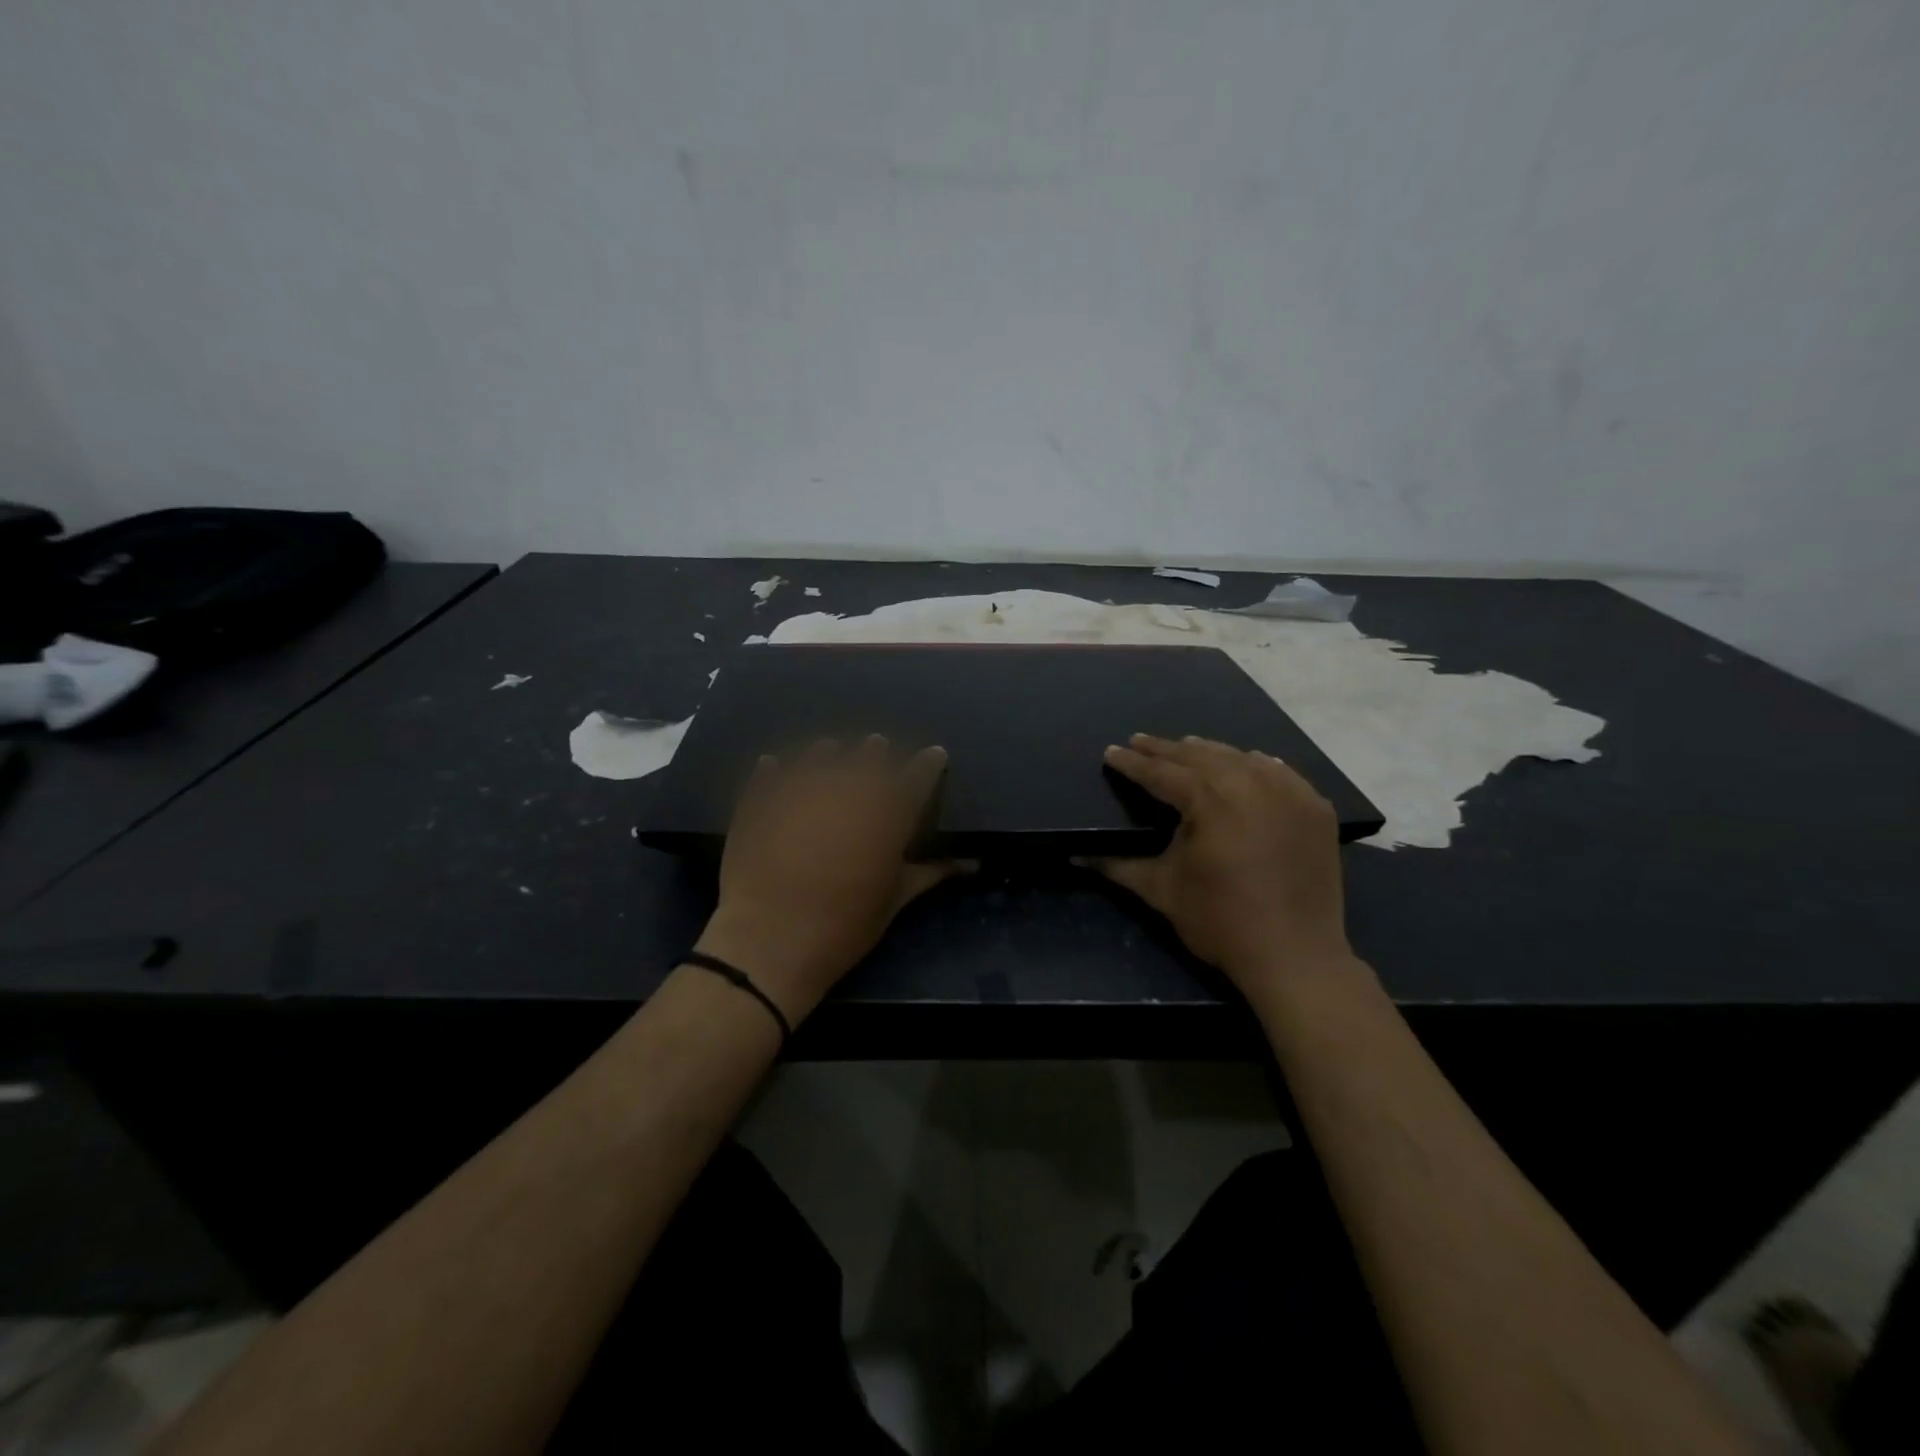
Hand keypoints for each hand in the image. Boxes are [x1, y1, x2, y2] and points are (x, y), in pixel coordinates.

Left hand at [694, 736, 970, 1023]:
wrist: (769, 941)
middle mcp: (849, 789)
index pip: (919, 775)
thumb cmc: (844, 926)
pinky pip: (770, 773)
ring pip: (821, 755)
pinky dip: (775, 769)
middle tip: (878, 749)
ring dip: (829, 753)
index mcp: (888, 813)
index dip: (929, 763)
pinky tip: (774, 765)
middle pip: (870, 757)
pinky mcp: (761, 800)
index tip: (935, 755)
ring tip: (831, 751)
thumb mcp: (895, 901)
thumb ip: (931, 873)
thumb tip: (973, 864)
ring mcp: (801, 789)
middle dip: (878, 753)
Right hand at [1083, 734, 1355, 996]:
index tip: (1111, 752)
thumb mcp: (1162, 891)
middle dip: (1166, 749)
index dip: (1133, 763)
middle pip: (1200, 756)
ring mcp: (1289, 793)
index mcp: (1209, 799)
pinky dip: (1257, 765)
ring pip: (1241, 758)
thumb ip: (1117, 866)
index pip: (1161, 773)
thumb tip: (1074, 856)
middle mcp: (1250, 783)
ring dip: (1209, 752)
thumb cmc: (1220, 921)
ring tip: (1186, 746)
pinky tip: (1247, 762)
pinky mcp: (1315, 810)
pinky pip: (1281, 773)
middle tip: (1140, 742)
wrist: (1295, 956)